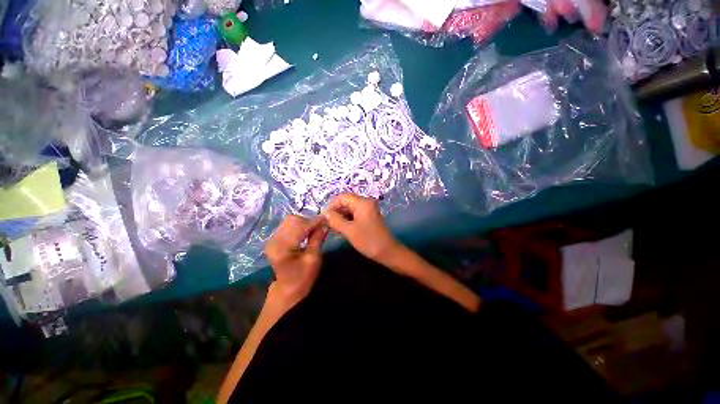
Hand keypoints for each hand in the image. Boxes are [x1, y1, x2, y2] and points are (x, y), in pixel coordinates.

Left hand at [265, 215, 327, 310]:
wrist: (288, 289)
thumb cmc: (303, 277)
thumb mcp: (313, 258)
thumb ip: (317, 239)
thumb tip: (325, 224)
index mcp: (282, 246)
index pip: (300, 227)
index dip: (315, 222)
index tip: (327, 218)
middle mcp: (274, 239)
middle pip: (293, 220)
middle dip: (308, 221)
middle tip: (320, 227)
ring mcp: (273, 238)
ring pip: (290, 220)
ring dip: (304, 223)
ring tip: (314, 230)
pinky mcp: (275, 239)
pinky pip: (288, 225)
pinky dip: (299, 226)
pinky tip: (306, 233)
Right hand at [324, 193, 401, 263]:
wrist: (388, 252)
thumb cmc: (369, 241)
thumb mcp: (349, 230)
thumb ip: (335, 220)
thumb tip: (324, 213)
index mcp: (363, 202)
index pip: (342, 197)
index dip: (332, 205)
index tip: (325, 217)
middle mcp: (366, 203)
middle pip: (346, 202)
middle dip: (336, 212)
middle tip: (327, 224)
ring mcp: (368, 210)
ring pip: (349, 209)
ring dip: (340, 217)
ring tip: (333, 228)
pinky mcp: (368, 217)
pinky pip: (354, 215)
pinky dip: (347, 220)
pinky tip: (341, 229)